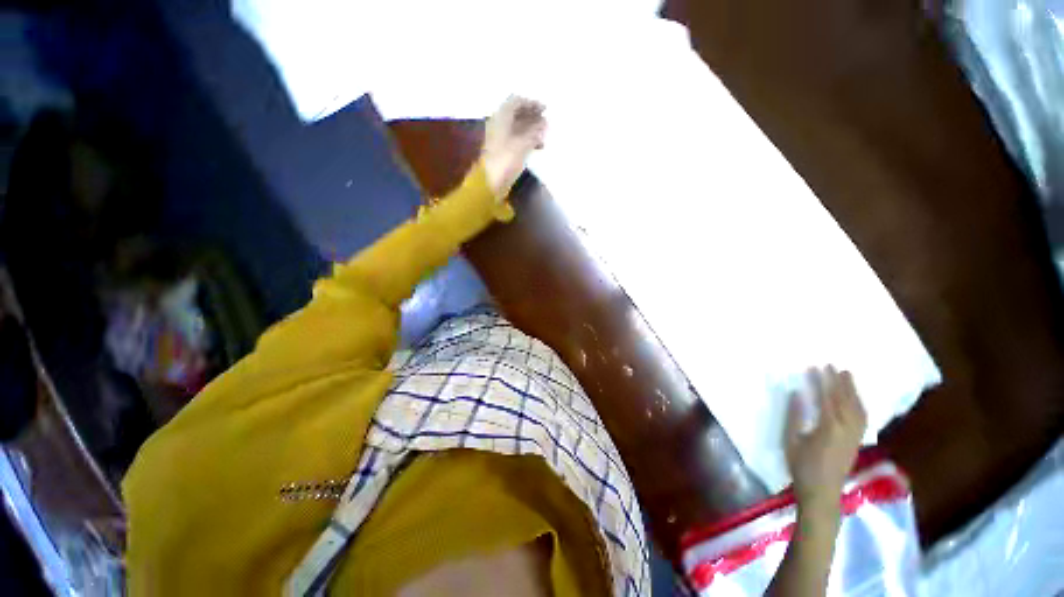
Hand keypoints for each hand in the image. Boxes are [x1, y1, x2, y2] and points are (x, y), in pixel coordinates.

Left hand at [482, 96, 546, 198]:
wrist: (489, 184)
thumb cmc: (505, 161)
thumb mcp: (522, 145)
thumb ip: (534, 132)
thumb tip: (545, 123)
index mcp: (501, 117)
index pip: (516, 101)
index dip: (531, 103)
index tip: (545, 109)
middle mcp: (498, 124)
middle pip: (516, 114)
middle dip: (532, 116)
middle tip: (546, 123)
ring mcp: (498, 138)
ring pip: (516, 127)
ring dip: (530, 129)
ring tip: (544, 136)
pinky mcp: (500, 152)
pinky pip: (515, 139)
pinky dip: (526, 140)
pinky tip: (536, 147)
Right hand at [784, 366, 867, 518]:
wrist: (822, 493)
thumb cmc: (801, 466)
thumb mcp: (791, 440)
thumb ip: (794, 416)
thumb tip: (796, 393)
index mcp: (828, 428)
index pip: (826, 399)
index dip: (821, 382)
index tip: (815, 367)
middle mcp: (846, 430)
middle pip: (845, 401)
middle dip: (839, 382)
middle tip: (833, 365)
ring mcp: (855, 436)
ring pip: (858, 408)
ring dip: (853, 390)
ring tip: (847, 375)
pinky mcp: (857, 442)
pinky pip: (863, 418)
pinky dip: (860, 404)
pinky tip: (856, 398)